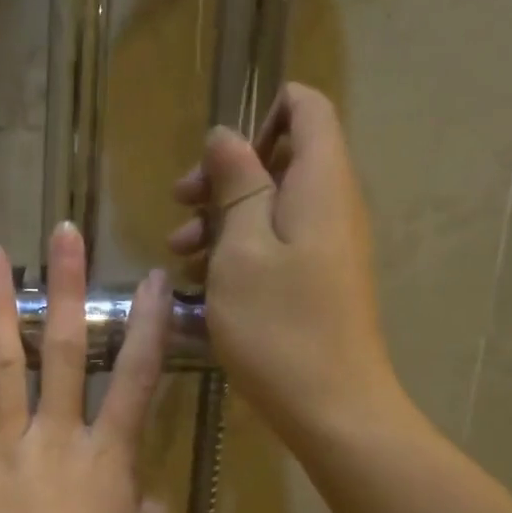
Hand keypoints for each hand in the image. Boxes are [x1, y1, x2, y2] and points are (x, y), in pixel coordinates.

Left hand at [0, 223, 171, 512]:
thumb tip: (141, 488)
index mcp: (108, 460)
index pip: (138, 379)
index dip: (149, 326)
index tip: (151, 279)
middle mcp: (57, 438)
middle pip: (66, 348)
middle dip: (67, 286)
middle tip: (62, 233)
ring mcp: (4, 447)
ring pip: (3, 363)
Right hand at [169, 83, 402, 446]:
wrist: (330, 404)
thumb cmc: (278, 324)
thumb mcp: (241, 249)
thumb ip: (236, 185)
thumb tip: (226, 136)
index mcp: (320, 182)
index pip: (306, 108)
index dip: (259, 115)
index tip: (212, 159)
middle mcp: (332, 204)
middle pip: (282, 158)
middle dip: (225, 175)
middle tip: (179, 206)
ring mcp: (327, 245)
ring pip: (272, 206)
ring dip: (222, 219)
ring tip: (178, 253)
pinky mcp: (317, 280)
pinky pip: (276, 244)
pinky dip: (238, 251)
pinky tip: (202, 280)